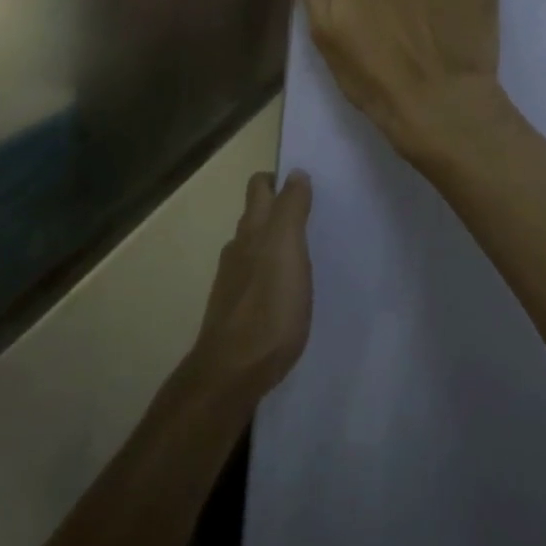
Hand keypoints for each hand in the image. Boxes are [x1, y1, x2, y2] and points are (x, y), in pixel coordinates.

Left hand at [190, 169, 313, 399]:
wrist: (233, 371)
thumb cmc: (268, 306)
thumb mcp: (288, 249)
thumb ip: (291, 209)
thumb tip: (295, 173)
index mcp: (252, 229)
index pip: (260, 187)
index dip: (278, 179)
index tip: (305, 184)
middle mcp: (238, 248)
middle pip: (256, 216)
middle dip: (278, 208)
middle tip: (312, 215)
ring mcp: (234, 281)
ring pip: (255, 247)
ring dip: (276, 243)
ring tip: (307, 253)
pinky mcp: (237, 310)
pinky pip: (257, 278)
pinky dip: (272, 273)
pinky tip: (289, 291)